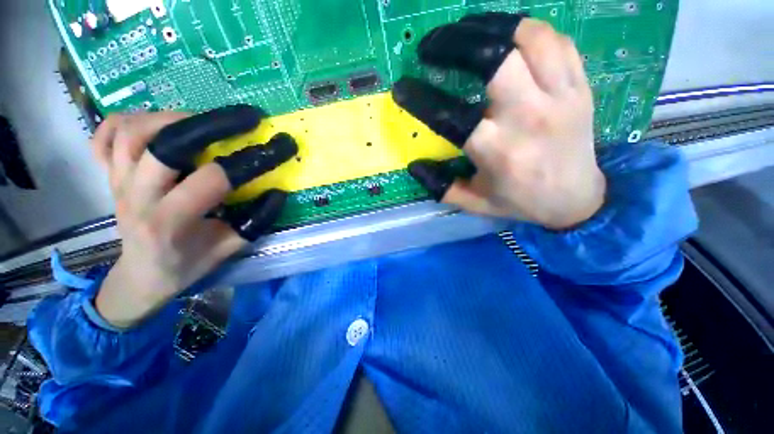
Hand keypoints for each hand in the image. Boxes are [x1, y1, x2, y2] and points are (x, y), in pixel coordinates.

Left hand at [91, 106, 297, 327]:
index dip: (250, 161)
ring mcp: (116, 183)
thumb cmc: (187, 264)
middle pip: (164, 144)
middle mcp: (136, 197)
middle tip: (242, 119)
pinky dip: (127, 120)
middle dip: (210, 124)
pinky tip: (155, 124)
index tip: (278, 148)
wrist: (142, 275)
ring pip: (131, 131)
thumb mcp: (228, 249)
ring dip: (172, 117)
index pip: (212, 179)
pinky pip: (104, 136)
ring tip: (203, 121)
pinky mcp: (108, 176)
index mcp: (169, 222)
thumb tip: (277, 193)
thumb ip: (255, 222)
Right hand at [393, 15, 604, 229]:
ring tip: (464, 32)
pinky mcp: (579, 85)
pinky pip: (554, 40)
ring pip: (527, 38)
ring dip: (488, 27)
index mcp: (497, 151)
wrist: (576, 199)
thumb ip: (442, 187)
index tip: (402, 87)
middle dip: (453, 45)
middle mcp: (528, 117)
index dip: (421, 98)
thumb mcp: (475, 204)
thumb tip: (415, 165)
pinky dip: (525, 30)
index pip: (450, 115)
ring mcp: (559, 95)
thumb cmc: (520, 202)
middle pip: (492, 58)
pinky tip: (505, 35)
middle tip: (431, 48)